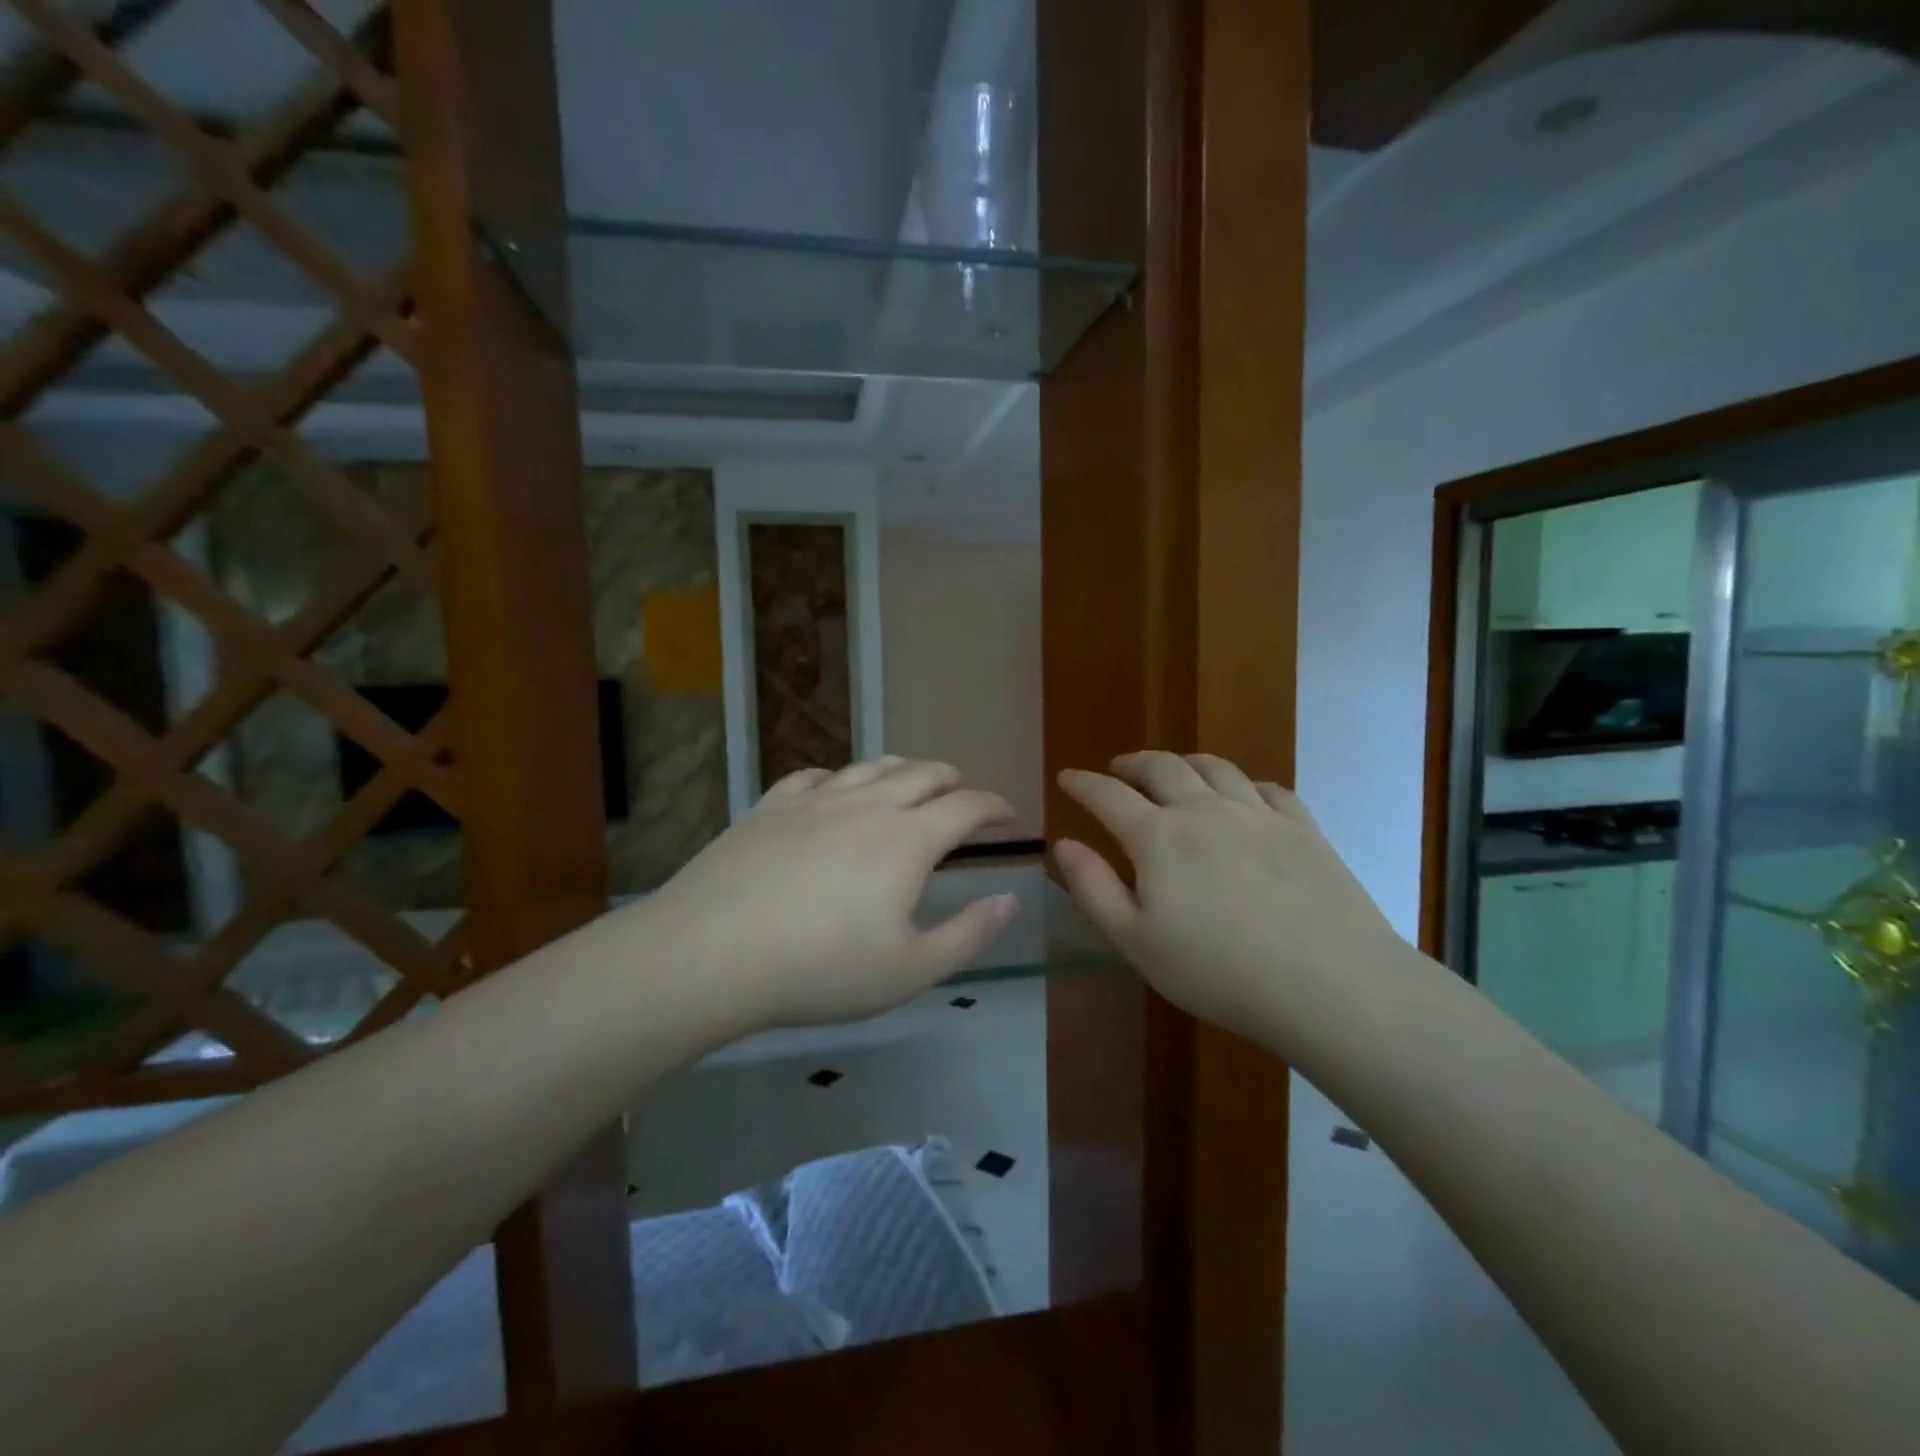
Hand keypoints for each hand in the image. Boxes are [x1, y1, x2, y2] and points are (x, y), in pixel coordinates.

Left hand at [645, 757, 1020, 1027]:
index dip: (994, 805)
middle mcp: (867, 805)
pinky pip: (812, 776)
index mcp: (908, 839)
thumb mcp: (910, 970)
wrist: (713, 952)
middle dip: (951, 779)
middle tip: (962, 792)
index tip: (1008, 814)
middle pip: (921, 774)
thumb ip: (969, 933)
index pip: (966, 807)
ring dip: (901, 768)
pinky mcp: (770, 806)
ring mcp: (814, 800)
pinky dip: (837, 776)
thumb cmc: (821, 969)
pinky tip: (834, 787)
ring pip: (870, 767)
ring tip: (911, 778)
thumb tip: (1011, 899)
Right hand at [1054, 751, 1404, 1042]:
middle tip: (1117, 768)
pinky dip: (1243, 782)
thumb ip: (1093, 888)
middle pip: (1161, 768)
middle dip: (1132, 763)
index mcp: (1158, 837)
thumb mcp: (1136, 942)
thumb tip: (1063, 844)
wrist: (1331, 984)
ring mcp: (1258, 814)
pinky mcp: (1303, 829)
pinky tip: (1244, 793)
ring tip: (1174, 767)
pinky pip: (1267, 788)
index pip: (1108, 796)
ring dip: (1184, 761)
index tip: (1067, 777)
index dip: (1083, 783)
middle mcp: (1204, 810)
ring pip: (1214, 767)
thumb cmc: (1218, 971)